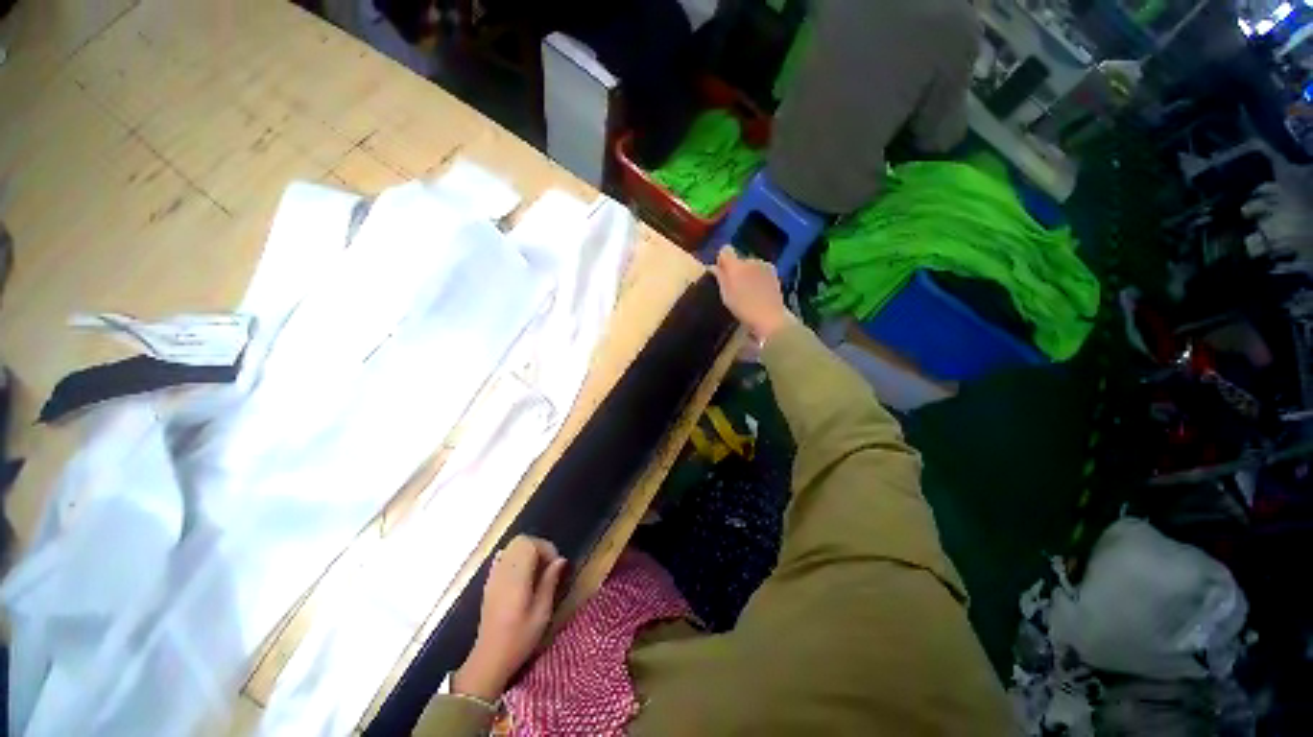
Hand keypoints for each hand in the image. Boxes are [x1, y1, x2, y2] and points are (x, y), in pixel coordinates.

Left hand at [453, 536, 567, 701]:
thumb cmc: (519, 638)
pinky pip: (503, 557)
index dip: (546, 548)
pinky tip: (522, 574)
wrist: (489, 659)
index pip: (530, 544)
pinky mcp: (489, 582)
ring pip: (511, 547)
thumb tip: (561, 559)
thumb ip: (550, 582)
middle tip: (548, 565)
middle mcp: (503, 571)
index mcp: (516, 577)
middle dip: (538, 546)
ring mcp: (493, 576)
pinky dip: (515, 558)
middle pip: (520, 541)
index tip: (555, 565)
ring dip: (527, 551)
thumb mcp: (542, 613)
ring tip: (537, 570)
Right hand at [711, 246, 795, 343]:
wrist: (769, 317)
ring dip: (747, 274)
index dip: (722, 261)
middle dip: (736, 269)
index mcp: (736, 265)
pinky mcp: (774, 273)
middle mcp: (751, 260)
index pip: (725, 251)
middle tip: (735, 287)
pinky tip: (758, 292)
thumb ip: (720, 277)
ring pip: (751, 265)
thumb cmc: (743, 307)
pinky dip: (758, 278)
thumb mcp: (726, 295)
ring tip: (748, 292)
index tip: (721, 273)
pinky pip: (761, 271)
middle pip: (739, 260)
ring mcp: (765, 266)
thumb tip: (713, 267)